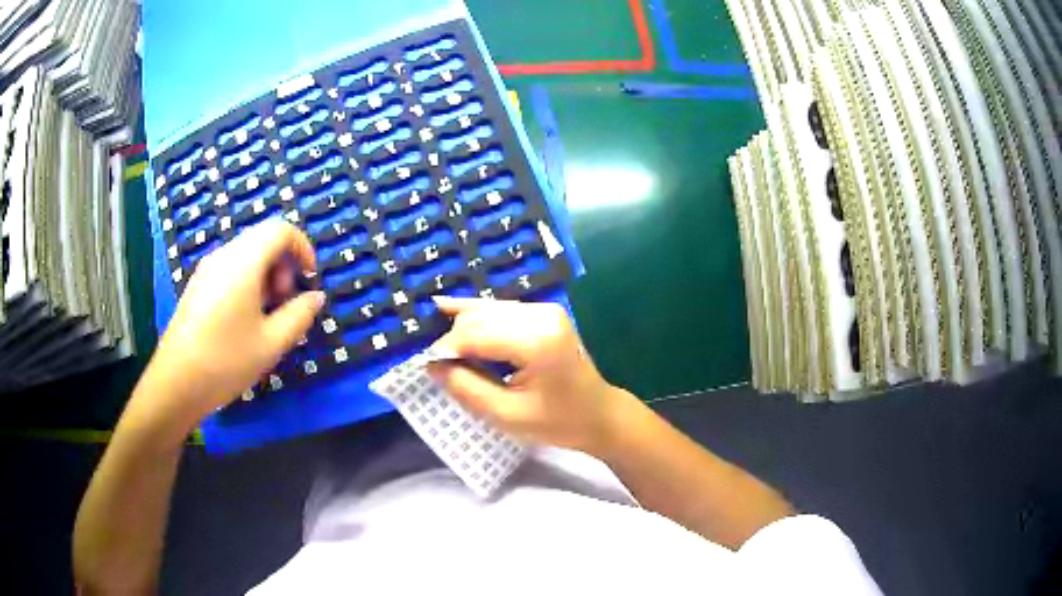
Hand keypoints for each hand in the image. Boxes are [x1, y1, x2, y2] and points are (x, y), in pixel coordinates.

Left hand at [140, 220, 324, 425]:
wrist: (176, 383)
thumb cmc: (226, 361)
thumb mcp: (271, 343)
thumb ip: (299, 315)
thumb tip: (315, 297)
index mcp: (244, 261)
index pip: (281, 229)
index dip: (302, 247)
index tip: (310, 278)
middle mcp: (224, 255)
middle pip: (263, 239)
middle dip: (284, 265)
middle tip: (285, 303)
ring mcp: (207, 269)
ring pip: (246, 255)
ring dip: (266, 275)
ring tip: (266, 316)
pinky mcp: (197, 285)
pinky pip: (230, 269)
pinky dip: (248, 283)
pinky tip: (244, 320)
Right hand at [428, 298, 631, 454]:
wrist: (599, 414)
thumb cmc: (558, 422)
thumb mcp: (507, 415)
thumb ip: (466, 387)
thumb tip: (431, 364)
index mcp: (537, 340)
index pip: (475, 334)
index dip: (446, 348)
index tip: (427, 367)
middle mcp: (541, 314)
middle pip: (479, 317)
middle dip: (452, 337)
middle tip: (434, 363)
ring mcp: (544, 310)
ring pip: (487, 309)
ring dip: (461, 326)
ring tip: (438, 345)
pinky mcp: (543, 313)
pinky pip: (500, 311)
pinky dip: (476, 318)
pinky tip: (448, 309)